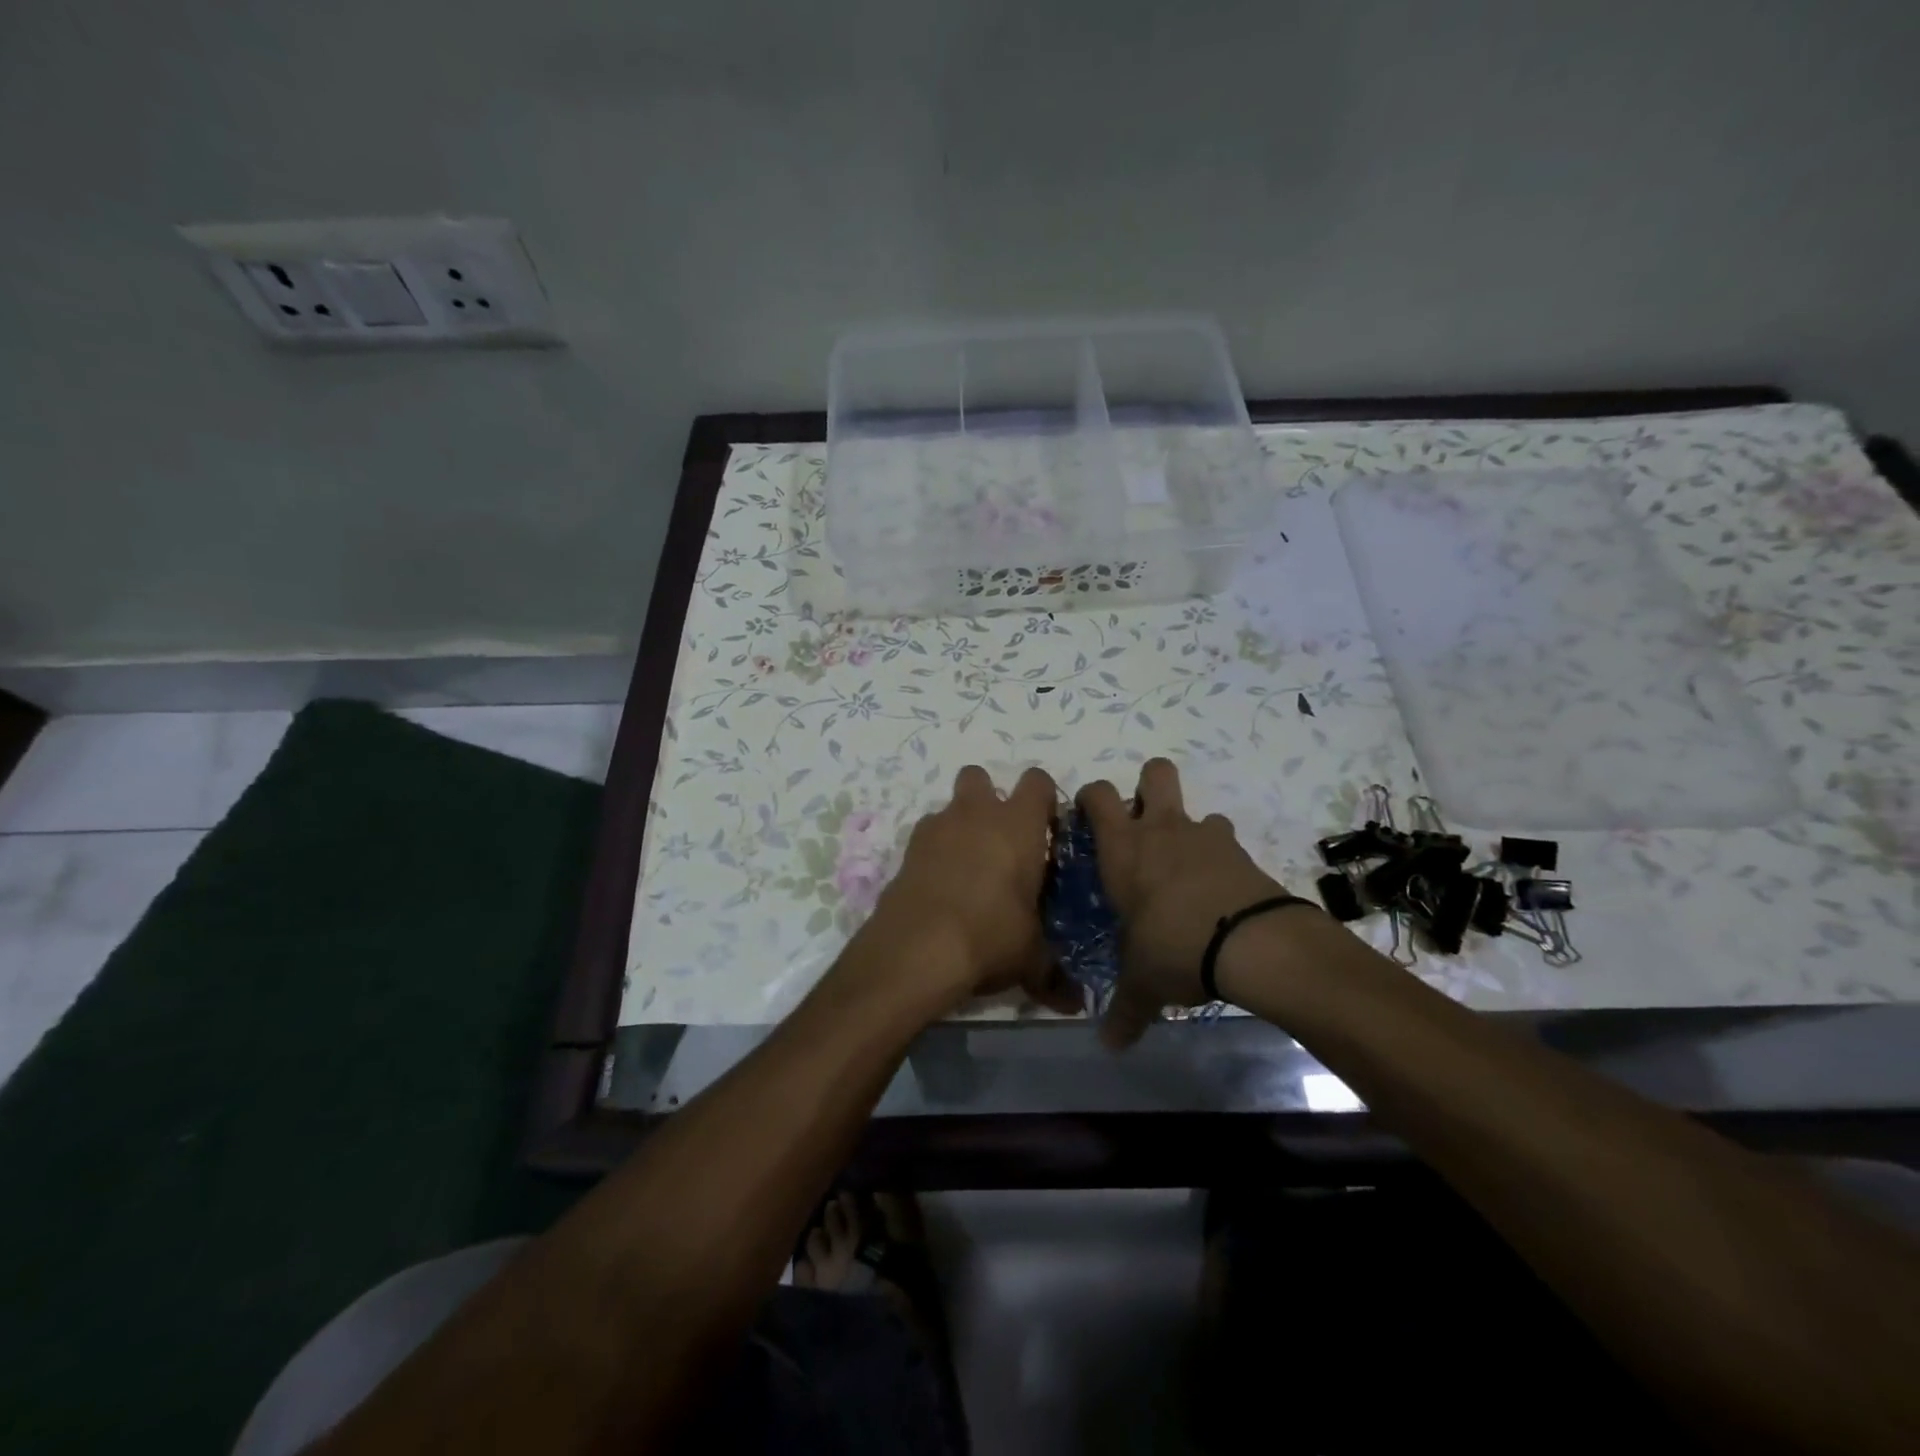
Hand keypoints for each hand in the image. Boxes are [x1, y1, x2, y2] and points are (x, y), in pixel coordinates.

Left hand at [854, 765, 1078, 1015]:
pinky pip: (926, 837)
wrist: (917, 949)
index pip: (1038, 781)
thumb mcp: (1030, 957)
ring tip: (967, 870)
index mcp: (1018, 824)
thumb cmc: (990, 936)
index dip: (1043, 799)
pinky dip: (934, 852)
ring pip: (950, 806)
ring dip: (960, 826)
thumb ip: (1053, 971)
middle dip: (990, 798)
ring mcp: (937, 827)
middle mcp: (977, 813)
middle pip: (981, 776)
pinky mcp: (907, 849)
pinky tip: (939, 887)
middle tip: (1000, 840)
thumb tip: (1075, 1003)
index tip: (1046, 829)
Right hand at [1078, 758, 1298, 1047]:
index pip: (1097, 795)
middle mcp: (1161, 830)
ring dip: (1191, 831)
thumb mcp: (1143, 983)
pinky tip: (1220, 893)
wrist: (1250, 943)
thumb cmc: (1174, 948)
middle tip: (1144, 823)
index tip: (1089, 818)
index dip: (1091, 798)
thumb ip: (1124, 1010)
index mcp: (1123, 849)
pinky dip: (1221, 859)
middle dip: (1148, 785)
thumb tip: (1109, 1046)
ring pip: (1197, 809)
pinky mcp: (1241, 851)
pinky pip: (1226, 841)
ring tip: (1188, 870)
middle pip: (1155, 771)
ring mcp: (1205, 836)